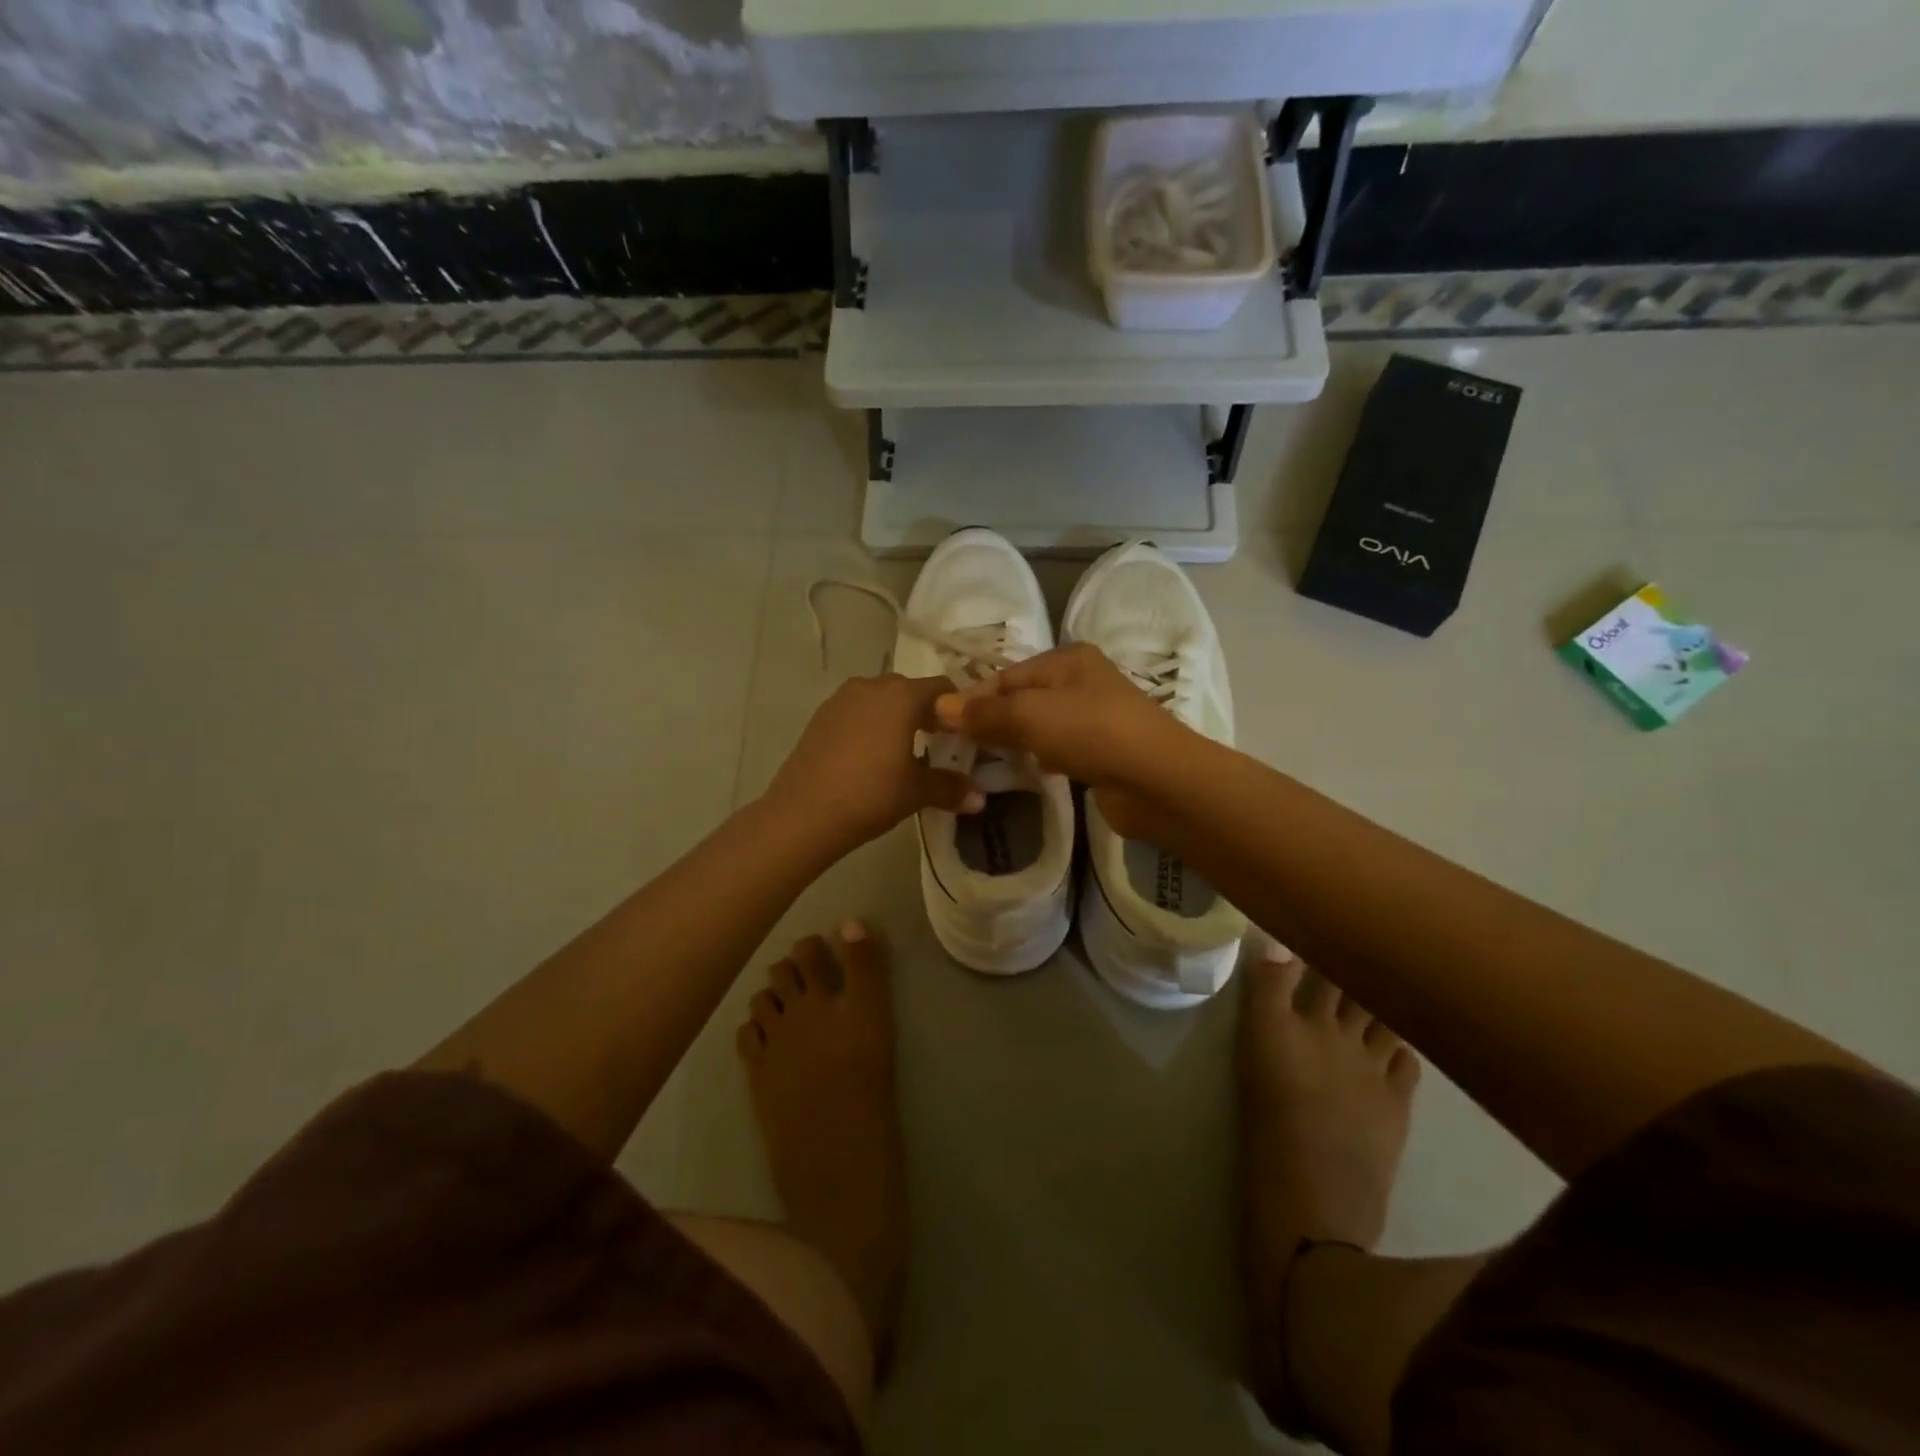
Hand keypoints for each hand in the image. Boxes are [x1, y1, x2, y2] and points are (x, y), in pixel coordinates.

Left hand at [765, 673, 982, 853]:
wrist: (803, 813)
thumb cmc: (871, 794)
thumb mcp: (916, 792)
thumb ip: (950, 788)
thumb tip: (980, 799)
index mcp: (902, 695)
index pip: (943, 689)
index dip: (958, 709)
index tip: (965, 734)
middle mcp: (872, 686)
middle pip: (910, 690)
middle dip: (927, 712)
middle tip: (938, 743)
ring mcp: (841, 698)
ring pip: (880, 700)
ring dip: (896, 717)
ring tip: (904, 751)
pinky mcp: (820, 716)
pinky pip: (856, 712)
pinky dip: (870, 725)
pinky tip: (871, 757)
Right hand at [933, 644, 1199, 837]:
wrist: (1157, 780)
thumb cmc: (1091, 733)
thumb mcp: (1030, 715)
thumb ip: (984, 713)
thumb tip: (939, 706)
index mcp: (1068, 659)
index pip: (1007, 675)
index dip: (974, 698)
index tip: (943, 726)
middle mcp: (1082, 681)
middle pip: (1023, 698)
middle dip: (993, 720)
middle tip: (961, 746)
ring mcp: (1095, 717)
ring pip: (1041, 725)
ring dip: (1016, 740)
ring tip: (986, 760)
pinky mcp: (1102, 750)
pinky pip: (1060, 748)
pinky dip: (1042, 757)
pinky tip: (1031, 771)